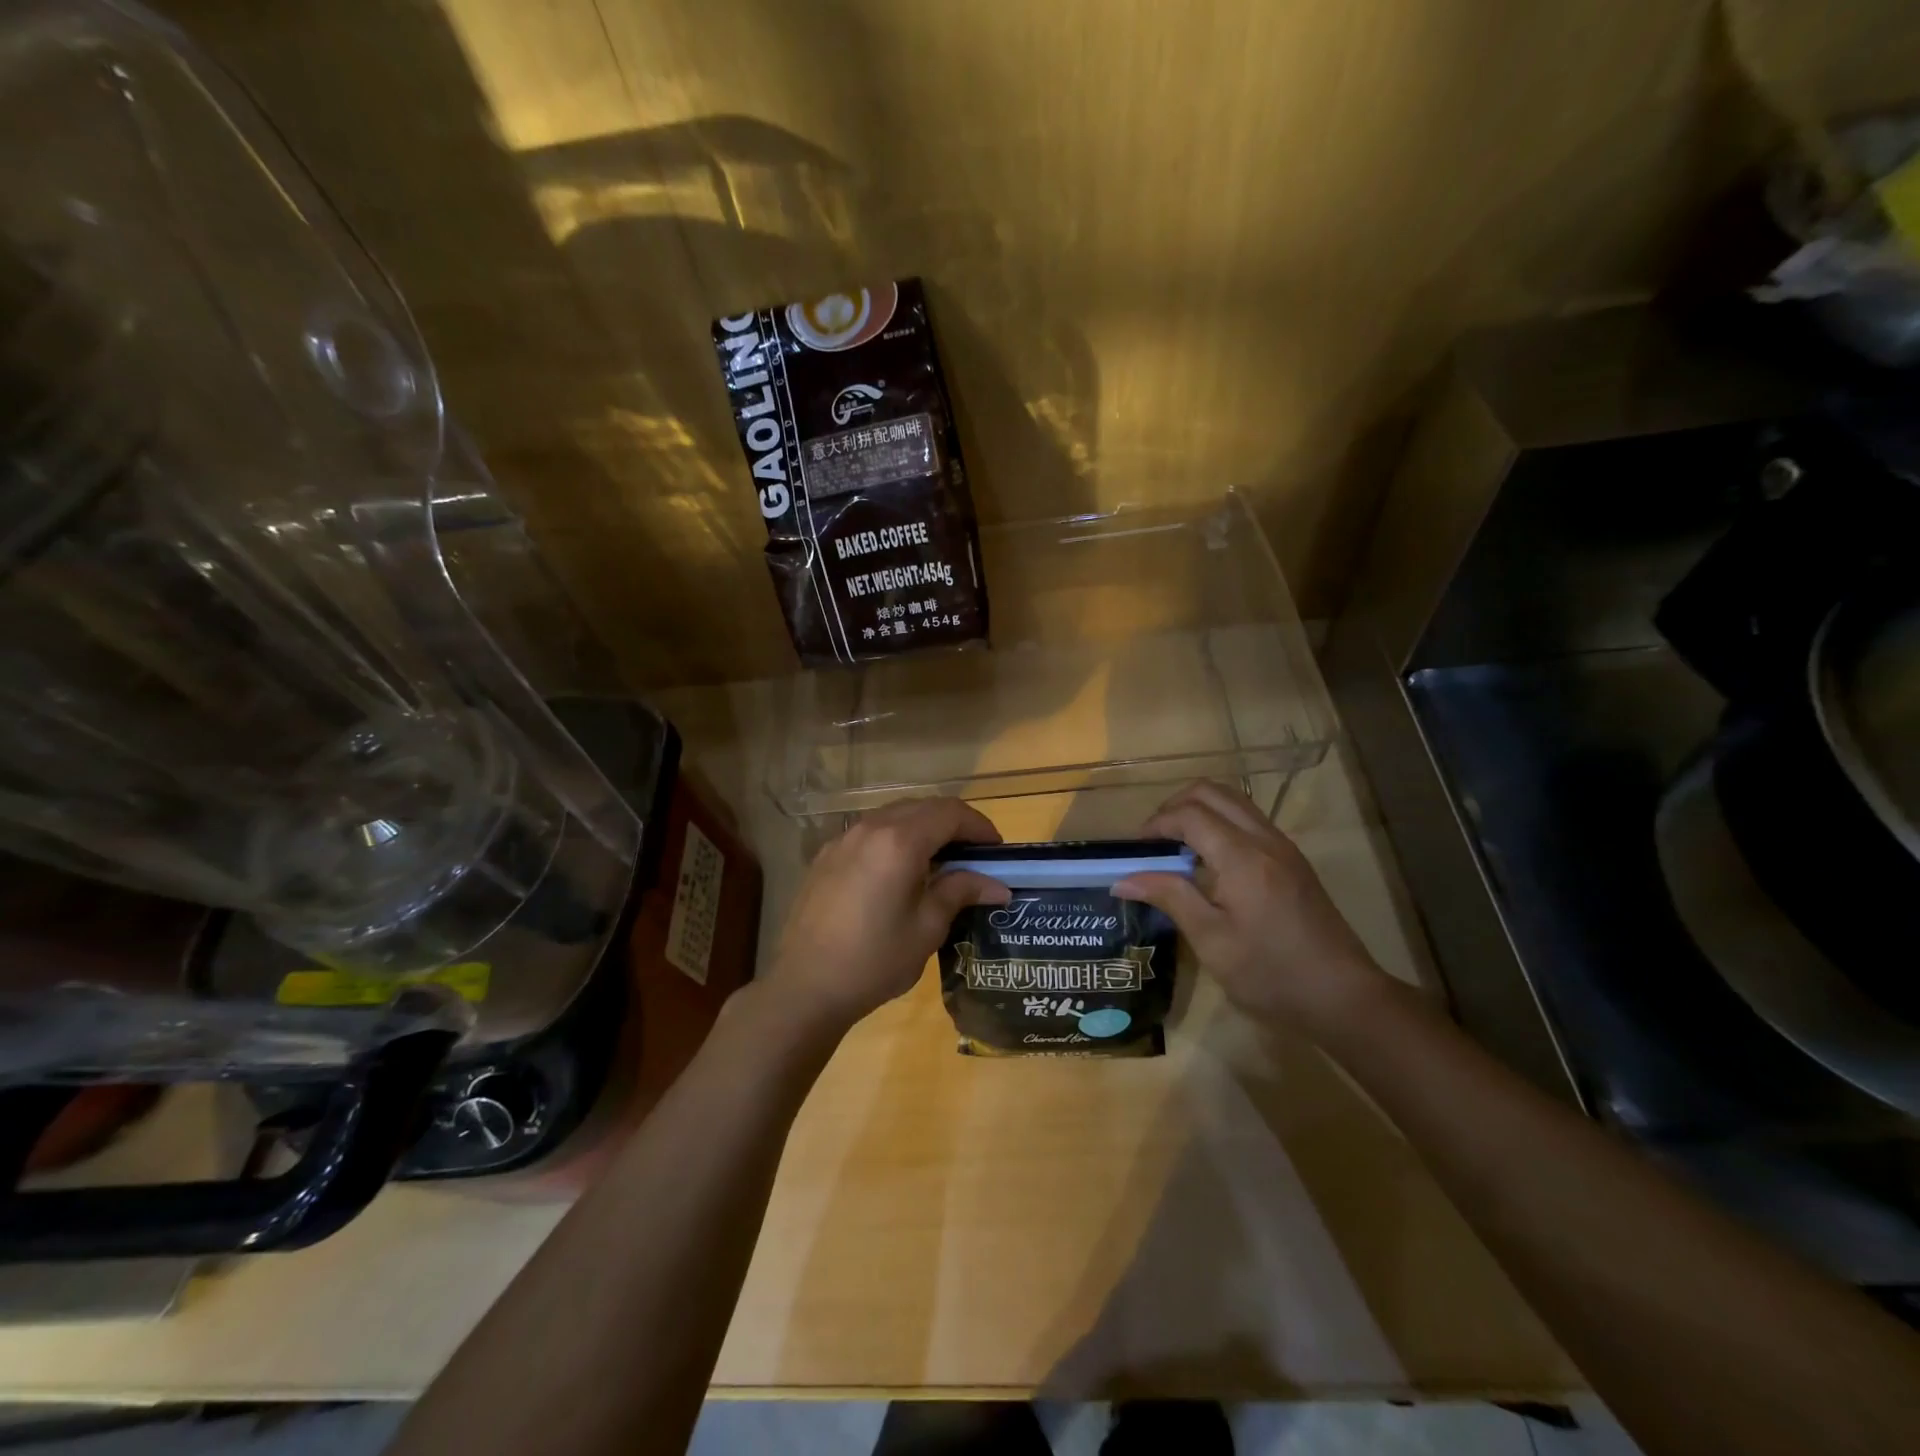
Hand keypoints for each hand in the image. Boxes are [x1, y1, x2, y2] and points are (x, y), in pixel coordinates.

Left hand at [768, 797, 1009, 1036]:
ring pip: (895, 815)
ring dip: (924, 828)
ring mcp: (843, 839)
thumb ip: (960, 892)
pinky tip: (901, 872)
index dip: (980, 826)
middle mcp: (870, 828)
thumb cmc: (874, 960)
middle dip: (954, 824)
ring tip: (941, 863)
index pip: (950, 813)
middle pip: (923, 807)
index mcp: (899, 841)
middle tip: (975, 856)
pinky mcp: (826, 856)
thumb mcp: (927, 928)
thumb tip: (997, 885)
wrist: (804, 986)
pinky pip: (871, 832)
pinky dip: (896, 838)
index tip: (997, 851)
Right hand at [1112, 781, 1390, 1035]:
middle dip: (1174, 807)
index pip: (1189, 814)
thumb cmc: (1271, 974)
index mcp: (1242, 857)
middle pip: (1212, 792)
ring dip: (1198, 812)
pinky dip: (1219, 824)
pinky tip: (1208, 863)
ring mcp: (1283, 847)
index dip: (1155, 824)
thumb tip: (1123, 879)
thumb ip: (1170, 897)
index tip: (1133, 851)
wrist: (1344, 996)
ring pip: (1233, 801)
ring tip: (1176, 849)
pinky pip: (1248, 820)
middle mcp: (1264, 839)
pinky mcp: (1292, 861)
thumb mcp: (1212, 941)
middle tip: (1153, 842)